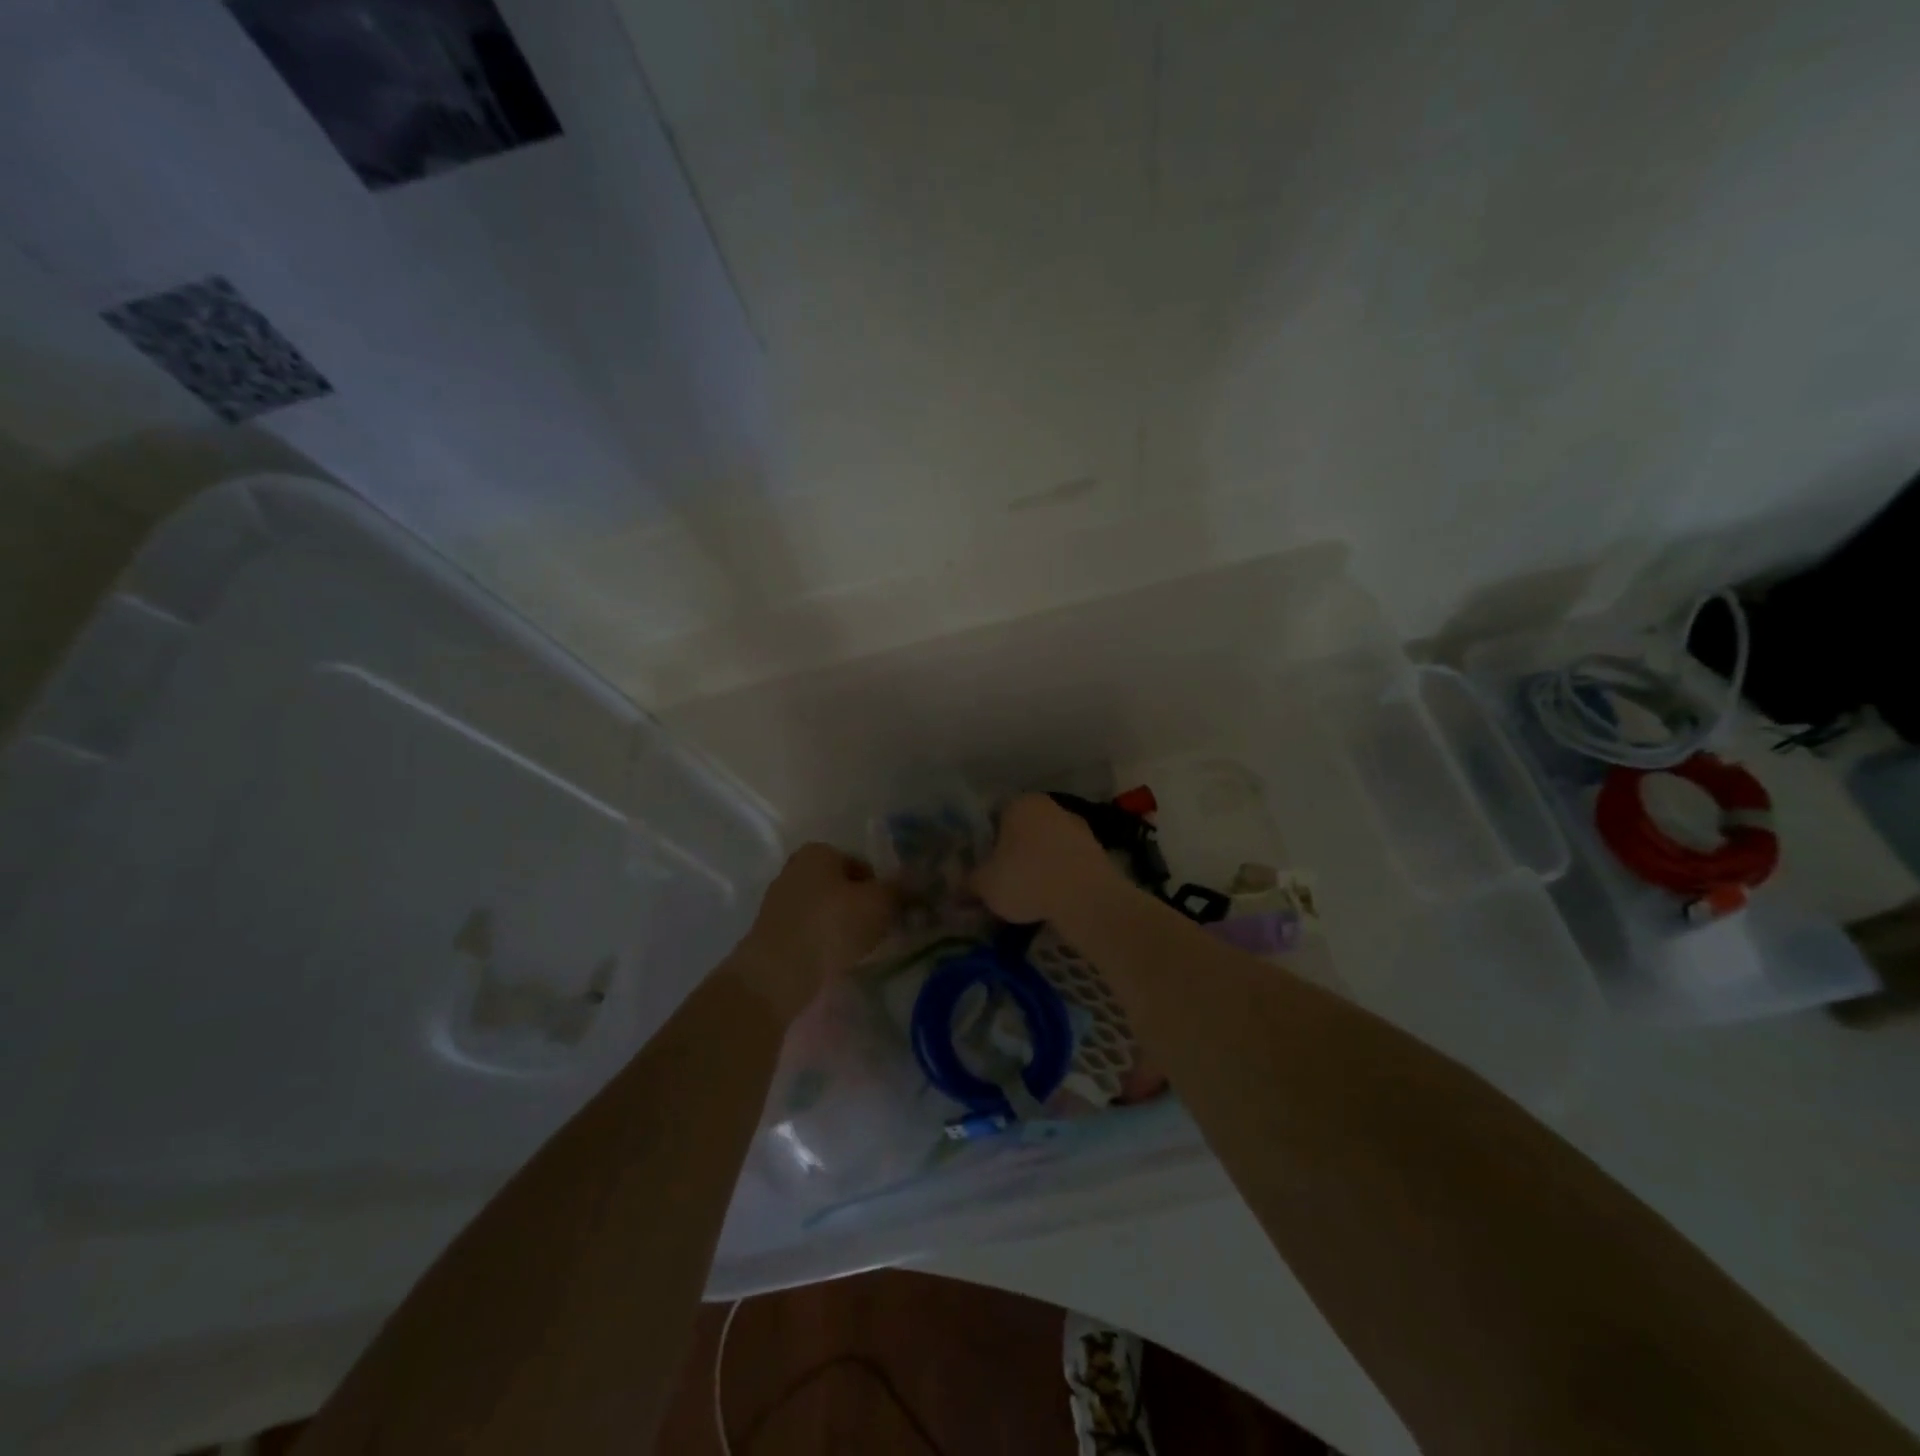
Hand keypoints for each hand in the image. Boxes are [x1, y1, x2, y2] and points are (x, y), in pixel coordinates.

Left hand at [729, 844, 898, 1022]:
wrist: (779, 972)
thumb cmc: (833, 924)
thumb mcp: (879, 903)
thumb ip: (899, 890)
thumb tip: (916, 882)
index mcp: (818, 852)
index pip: (861, 865)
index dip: (880, 888)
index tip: (890, 912)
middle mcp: (794, 869)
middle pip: (841, 887)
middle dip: (859, 906)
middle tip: (876, 931)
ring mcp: (778, 901)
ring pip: (824, 910)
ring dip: (841, 926)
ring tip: (856, 949)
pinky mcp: (771, 932)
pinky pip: (808, 931)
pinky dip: (822, 942)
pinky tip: (833, 961)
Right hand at [971, 793, 1123, 924]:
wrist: (1088, 899)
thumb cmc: (1027, 879)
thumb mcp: (984, 885)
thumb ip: (967, 882)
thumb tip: (957, 887)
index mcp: (1019, 803)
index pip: (993, 816)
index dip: (983, 842)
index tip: (980, 865)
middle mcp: (1049, 806)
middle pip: (1022, 830)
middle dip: (1011, 852)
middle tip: (1000, 881)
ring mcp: (1077, 827)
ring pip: (1046, 845)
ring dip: (1037, 864)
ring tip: (1026, 896)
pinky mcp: (1097, 850)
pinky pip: (1067, 862)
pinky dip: (1058, 876)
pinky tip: (1051, 899)